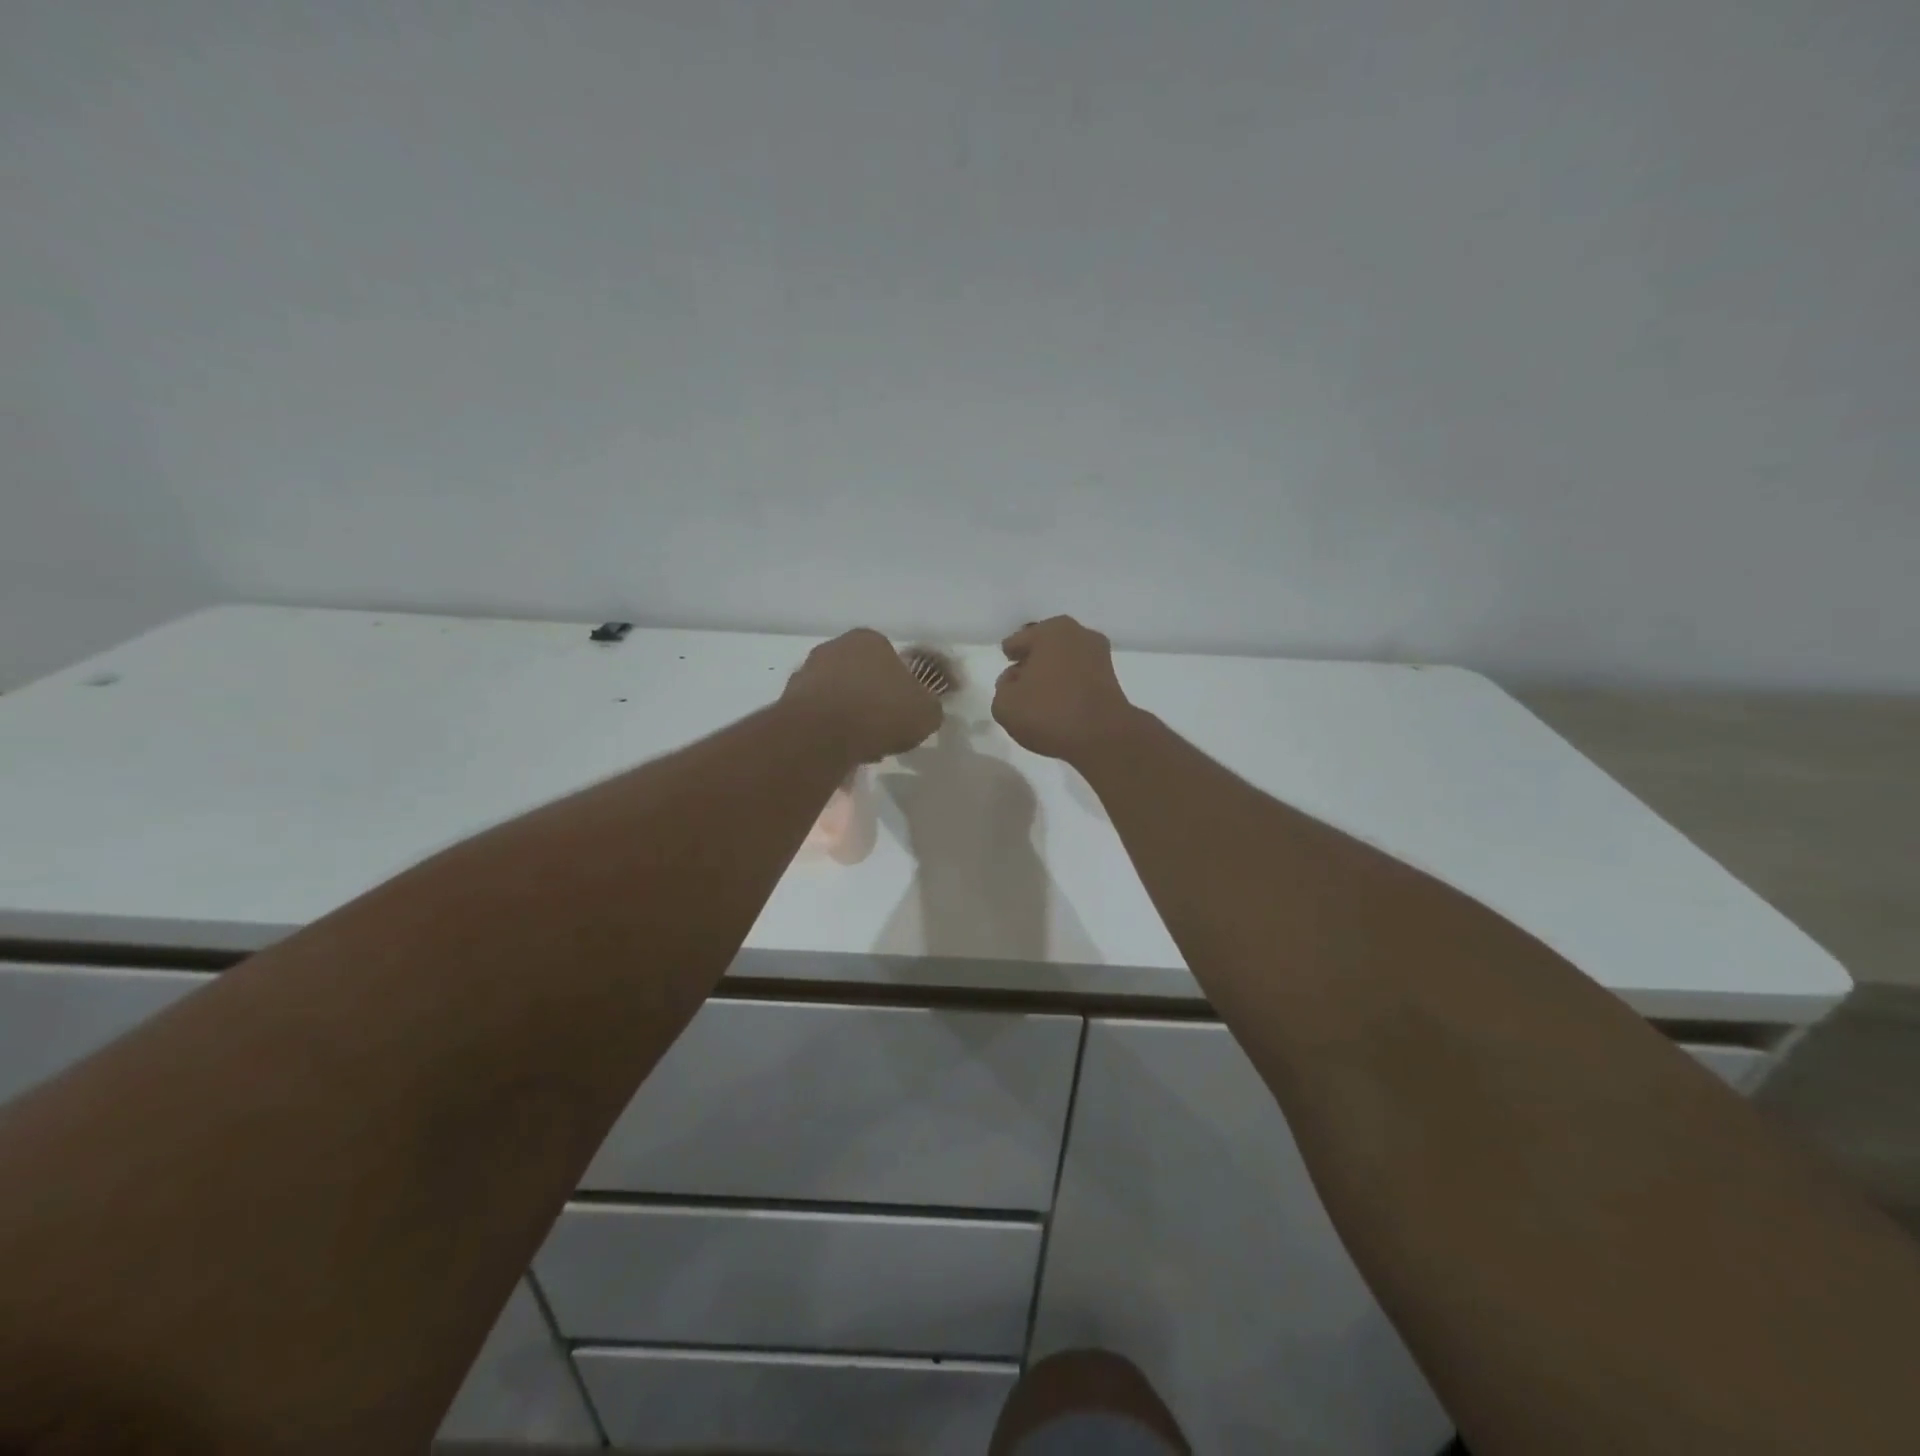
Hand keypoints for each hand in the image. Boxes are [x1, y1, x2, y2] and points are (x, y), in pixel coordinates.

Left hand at [782, 629, 943, 763]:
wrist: (822, 734)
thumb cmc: (881, 712)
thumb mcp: (927, 712)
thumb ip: (929, 706)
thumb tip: (925, 708)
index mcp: (869, 640)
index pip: (891, 659)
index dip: (901, 688)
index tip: (904, 714)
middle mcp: (834, 647)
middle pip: (861, 677)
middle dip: (872, 702)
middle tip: (883, 732)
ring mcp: (807, 671)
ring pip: (838, 696)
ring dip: (848, 717)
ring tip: (860, 748)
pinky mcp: (787, 699)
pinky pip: (817, 716)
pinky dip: (828, 731)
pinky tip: (837, 751)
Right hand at [992, 616, 1137, 762]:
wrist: (1102, 737)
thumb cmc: (1049, 712)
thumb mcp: (1005, 704)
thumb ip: (1003, 687)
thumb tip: (1015, 681)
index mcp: (1050, 631)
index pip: (1018, 642)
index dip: (1010, 657)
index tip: (1008, 672)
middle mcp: (1078, 634)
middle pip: (1043, 648)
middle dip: (1032, 663)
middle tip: (1021, 684)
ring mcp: (1099, 655)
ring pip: (1064, 662)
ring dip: (1052, 675)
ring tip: (1039, 698)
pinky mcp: (1112, 678)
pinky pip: (1079, 677)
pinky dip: (1069, 686)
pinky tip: (1060, 705)